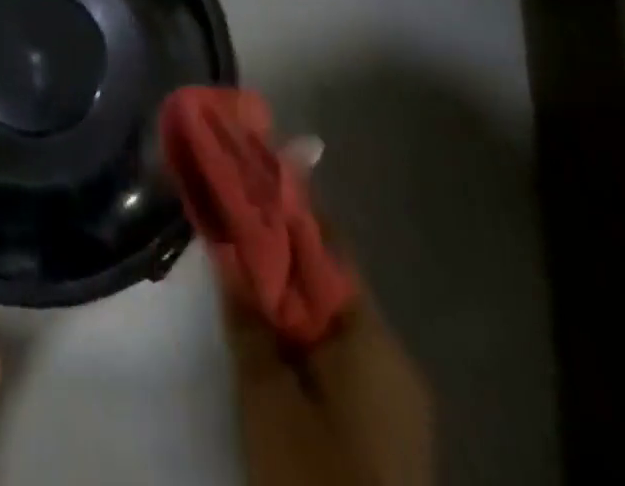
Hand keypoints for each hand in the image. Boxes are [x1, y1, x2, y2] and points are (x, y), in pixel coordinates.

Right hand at [220, 144, 432, 485]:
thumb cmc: (315, 477)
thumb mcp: (267, 397)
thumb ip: (249, 317)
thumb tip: (229, 248)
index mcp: (372, 338)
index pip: (328, 246)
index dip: (288, 207)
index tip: (254, 170)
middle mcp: (393, 355)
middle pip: (330, 279)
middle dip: (283, 248)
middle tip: (236, 219)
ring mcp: (395, 394)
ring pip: (334, 317)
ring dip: (291, 290)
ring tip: (244, 267)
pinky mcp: (387, 425)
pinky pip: (342, 353)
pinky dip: (305, 329)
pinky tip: (271, 328)